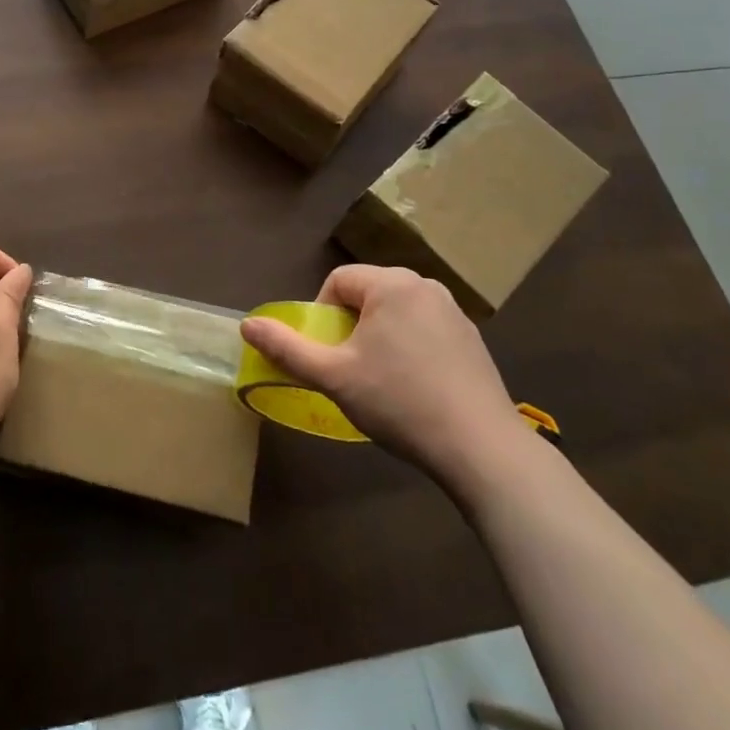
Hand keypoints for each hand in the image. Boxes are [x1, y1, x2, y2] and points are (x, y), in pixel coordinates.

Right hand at [239, 265, 533, 485]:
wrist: (481, 448)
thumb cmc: (399, 403)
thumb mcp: (334, 377)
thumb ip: (288, 348)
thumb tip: (247, 325)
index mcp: (392, 284)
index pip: (339, 281)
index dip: (323, 315)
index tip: (328, 355)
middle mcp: (425, 285)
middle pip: (369, 294)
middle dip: (351, 327)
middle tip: (351, 370)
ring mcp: (454, 311)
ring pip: (397, 312)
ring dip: (380, 337)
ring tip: (382, 382)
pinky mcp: (473, 339)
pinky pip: (425, 329)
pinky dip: (410, 348)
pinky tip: (416, 388)